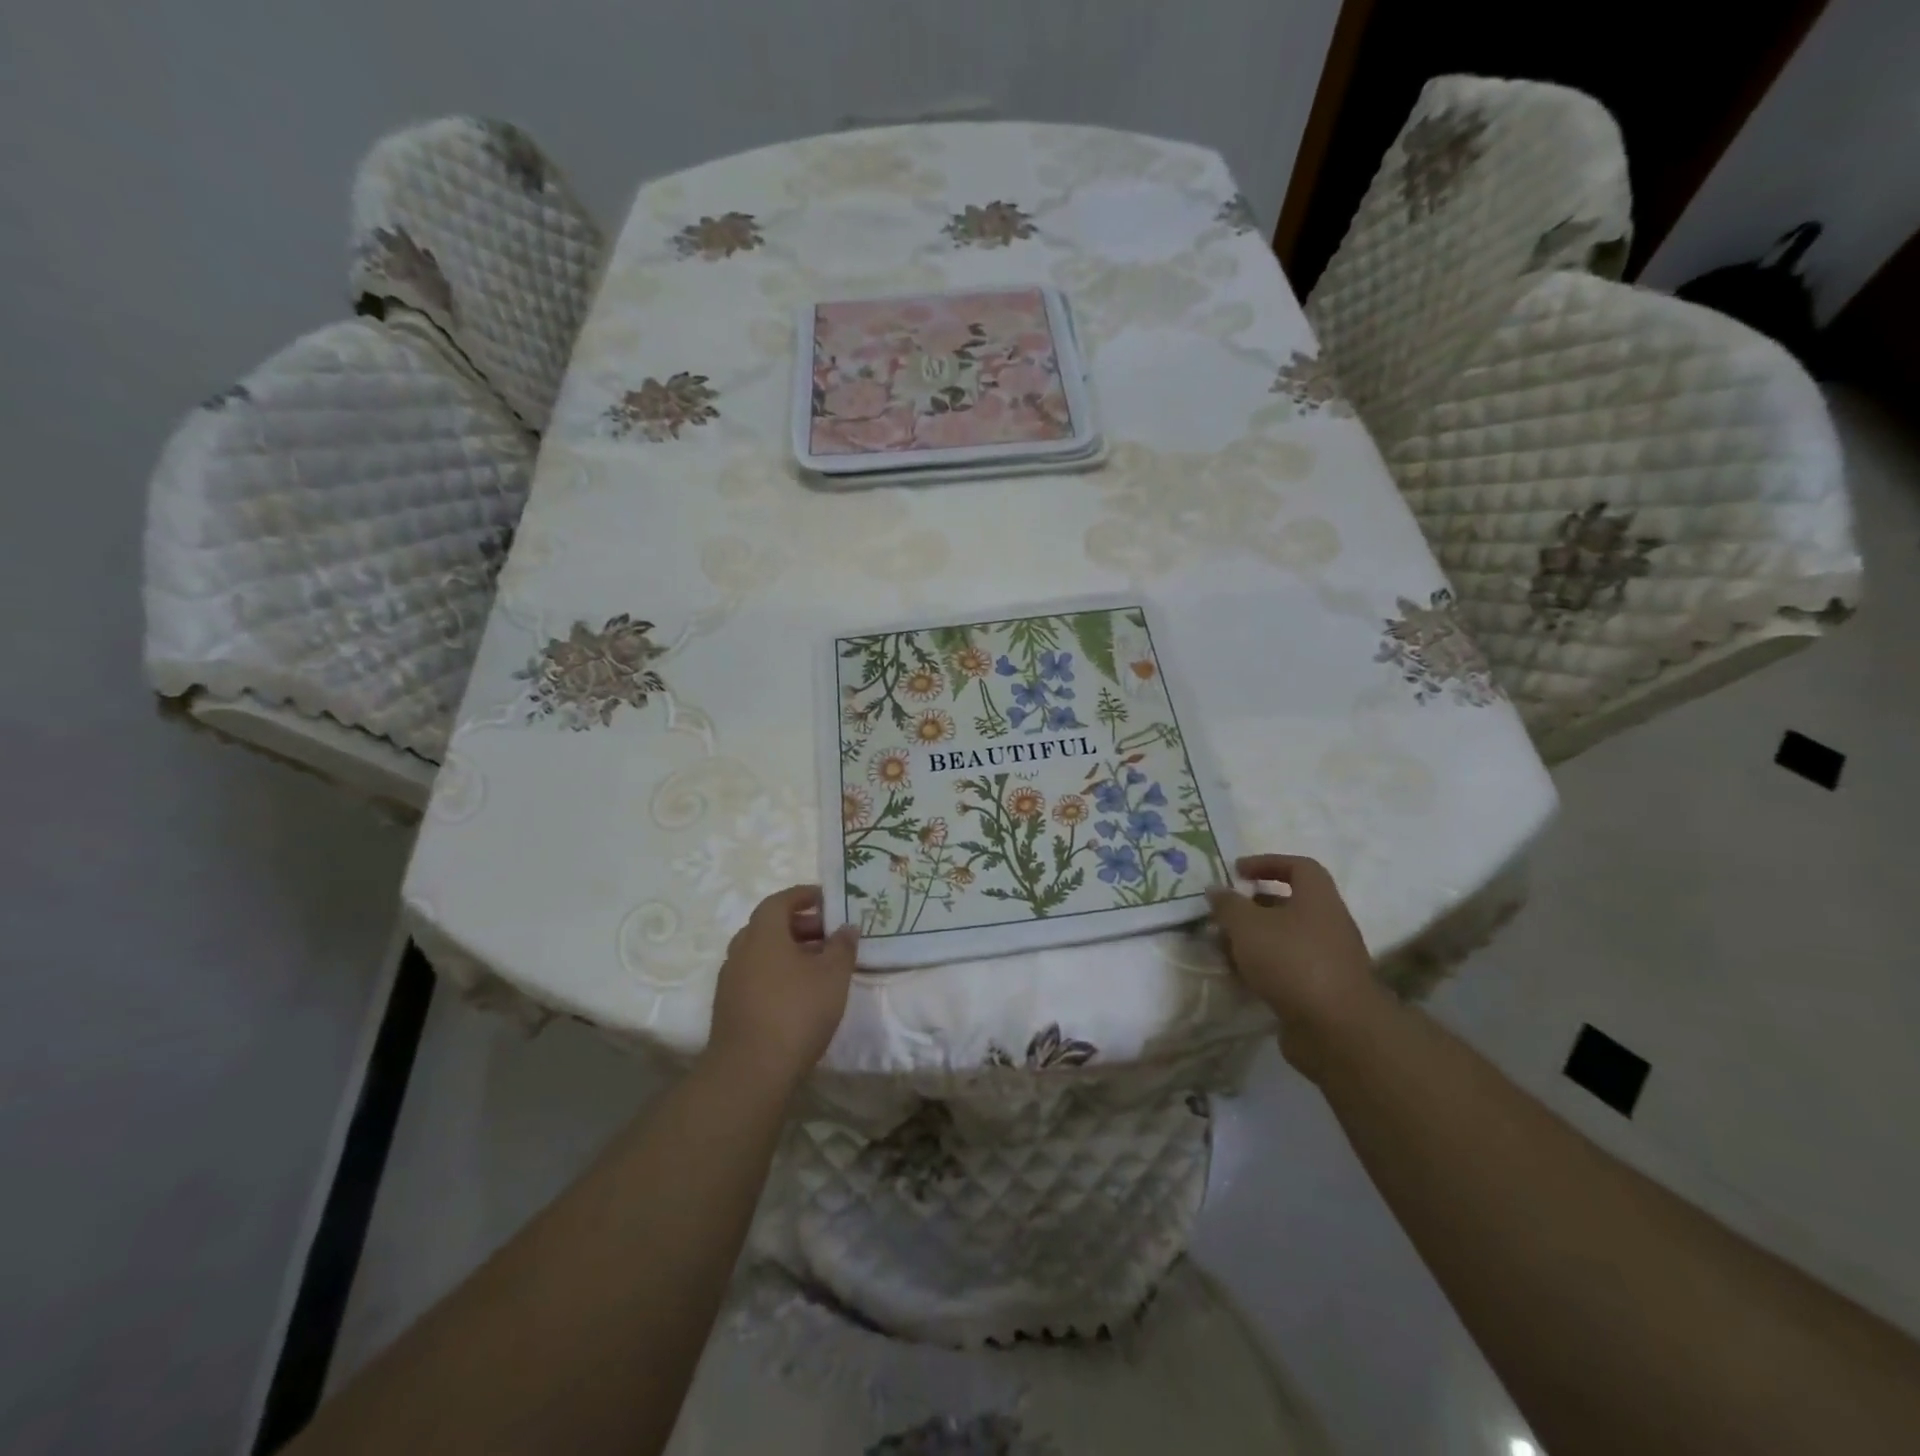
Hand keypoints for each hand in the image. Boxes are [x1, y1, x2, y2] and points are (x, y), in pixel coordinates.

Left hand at [706, 885, 857, 1096]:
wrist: (750, 1072)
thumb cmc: (796, 1012)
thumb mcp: (833, 975)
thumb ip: (842, 946)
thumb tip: (847, 927)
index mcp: (763, 934)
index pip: (780, 901)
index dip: (803, 896)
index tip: (826, 899)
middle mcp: (741, 950)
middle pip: (769, 926)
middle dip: (800, 925)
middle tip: (829, 934)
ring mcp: (730, 980)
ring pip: (762, 953)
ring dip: (789, 951)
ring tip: (819, 965)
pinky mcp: (729, 1007)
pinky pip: (755, 976)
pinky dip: (777, 973)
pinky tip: (799, 992)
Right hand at [1207, 854, 1385, 1079]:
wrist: (1337, 1029)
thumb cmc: (1291, 961)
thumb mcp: (1247, 925)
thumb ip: (1228, 905)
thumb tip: (1216, 890)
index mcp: (1318, 899)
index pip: (1298, 866)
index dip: (1267, 863)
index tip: (1237, 872)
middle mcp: (1329, 924)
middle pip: (1291, 904)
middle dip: (1255, 906)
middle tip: (1225, 913)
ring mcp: (1330, 960)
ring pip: (1287, 939)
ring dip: (1256, 939)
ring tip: (1225, 947)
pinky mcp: (1324, 991)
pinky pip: (1289, 968)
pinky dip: (1265, 967)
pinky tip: (1241, 976)